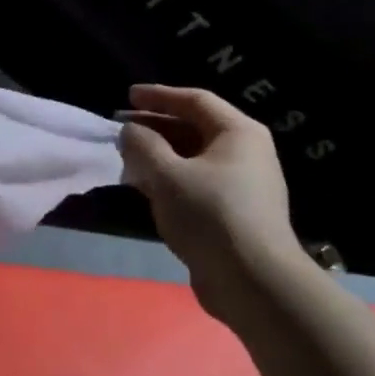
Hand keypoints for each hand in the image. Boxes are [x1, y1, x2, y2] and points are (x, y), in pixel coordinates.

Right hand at [120, 84, 304, 324]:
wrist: (252, 280)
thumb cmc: (210, 215)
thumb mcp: (167, 176)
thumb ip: (143, 146)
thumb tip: (130, 130)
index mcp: (238, 133)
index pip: (195, 101)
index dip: (159, 96)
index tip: (128, 95)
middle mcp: (245, 152)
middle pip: (195, 128)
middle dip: (156, 127)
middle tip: (122, 127)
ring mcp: (242, 184)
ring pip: (193, 159)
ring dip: (160, 156)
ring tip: (127, 158)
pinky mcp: (233, 212)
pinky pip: (196, 183)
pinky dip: (170, 180)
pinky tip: (146, 189)